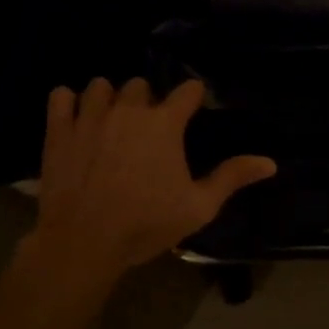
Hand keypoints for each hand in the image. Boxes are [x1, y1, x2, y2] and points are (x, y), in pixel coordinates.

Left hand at [26, 78, 275, 288]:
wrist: (83, 244)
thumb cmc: (145, 225)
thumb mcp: (198, 207)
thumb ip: (232, 177)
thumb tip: (269, 162)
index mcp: (164, 123)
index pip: (187, 89)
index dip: (192, 98)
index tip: (192, 111)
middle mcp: (129, 109)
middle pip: (141, 84)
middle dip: (147, 101)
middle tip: (147, 129)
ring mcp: (90, 116)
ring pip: (101, 86)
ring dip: (109, 99)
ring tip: (110, 122)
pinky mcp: (59, 130)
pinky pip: (60, 96)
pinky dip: (68, 103)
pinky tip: (75, 119)